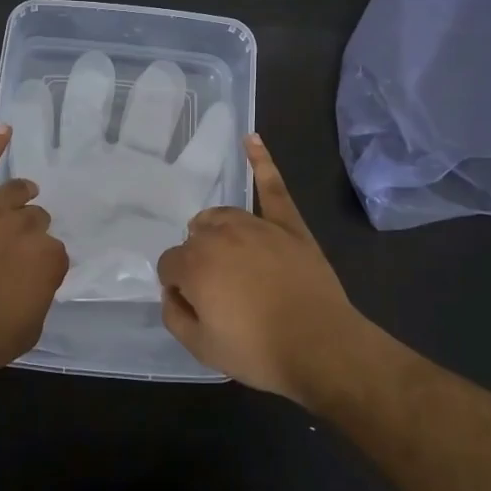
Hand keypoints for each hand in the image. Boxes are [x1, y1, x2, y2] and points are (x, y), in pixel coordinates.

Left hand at [0, 125, 68, 377]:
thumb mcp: (27, 332)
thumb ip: (38, 300)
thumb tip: (34, 284)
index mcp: (47, 260)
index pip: (55, 254)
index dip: (43, 267)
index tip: (31, 278)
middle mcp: (25, 229)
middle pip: (37, 220)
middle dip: (31, 233)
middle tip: (15, 252)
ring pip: (16, 193)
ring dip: (23, 195)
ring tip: (25, 194)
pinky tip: (5, 129)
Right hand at [156, 135, 373, 403]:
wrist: (321, 348)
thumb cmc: (257, 351)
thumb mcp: (200, 347)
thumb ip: (174, 314)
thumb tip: (172, 292)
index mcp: (194, 263)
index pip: (169, 265)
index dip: (179, 288)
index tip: (197, 307)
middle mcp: (220, 235)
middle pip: (194, 237)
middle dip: (198, 260)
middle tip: (218, 292)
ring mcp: (257, 225)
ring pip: (222, 216)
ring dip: (217, 232)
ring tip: (228, 257)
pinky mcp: (289, 225)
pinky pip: (272, 187)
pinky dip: (261, 161)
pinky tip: (252, 139)